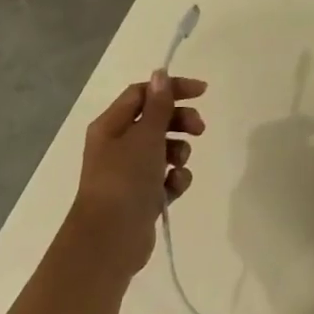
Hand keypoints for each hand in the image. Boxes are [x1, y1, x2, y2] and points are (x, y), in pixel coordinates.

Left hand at [69, 71, 206, 280]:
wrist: (110, 239)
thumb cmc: (125, 179)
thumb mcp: (145, 136)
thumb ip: (159, 105)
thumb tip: (160, 73)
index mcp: (111, 126)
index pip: (143, 94)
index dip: (171, 89)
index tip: (202, 92)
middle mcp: (118, 145)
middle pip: (156, 120)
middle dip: (180, 122)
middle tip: (199, 128)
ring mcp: (130, 172)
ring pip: (165, 149)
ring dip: (180, 152)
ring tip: (179, 165)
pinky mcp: (142, 195)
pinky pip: (166, 177)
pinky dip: (175, 179)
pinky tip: (174, 187)